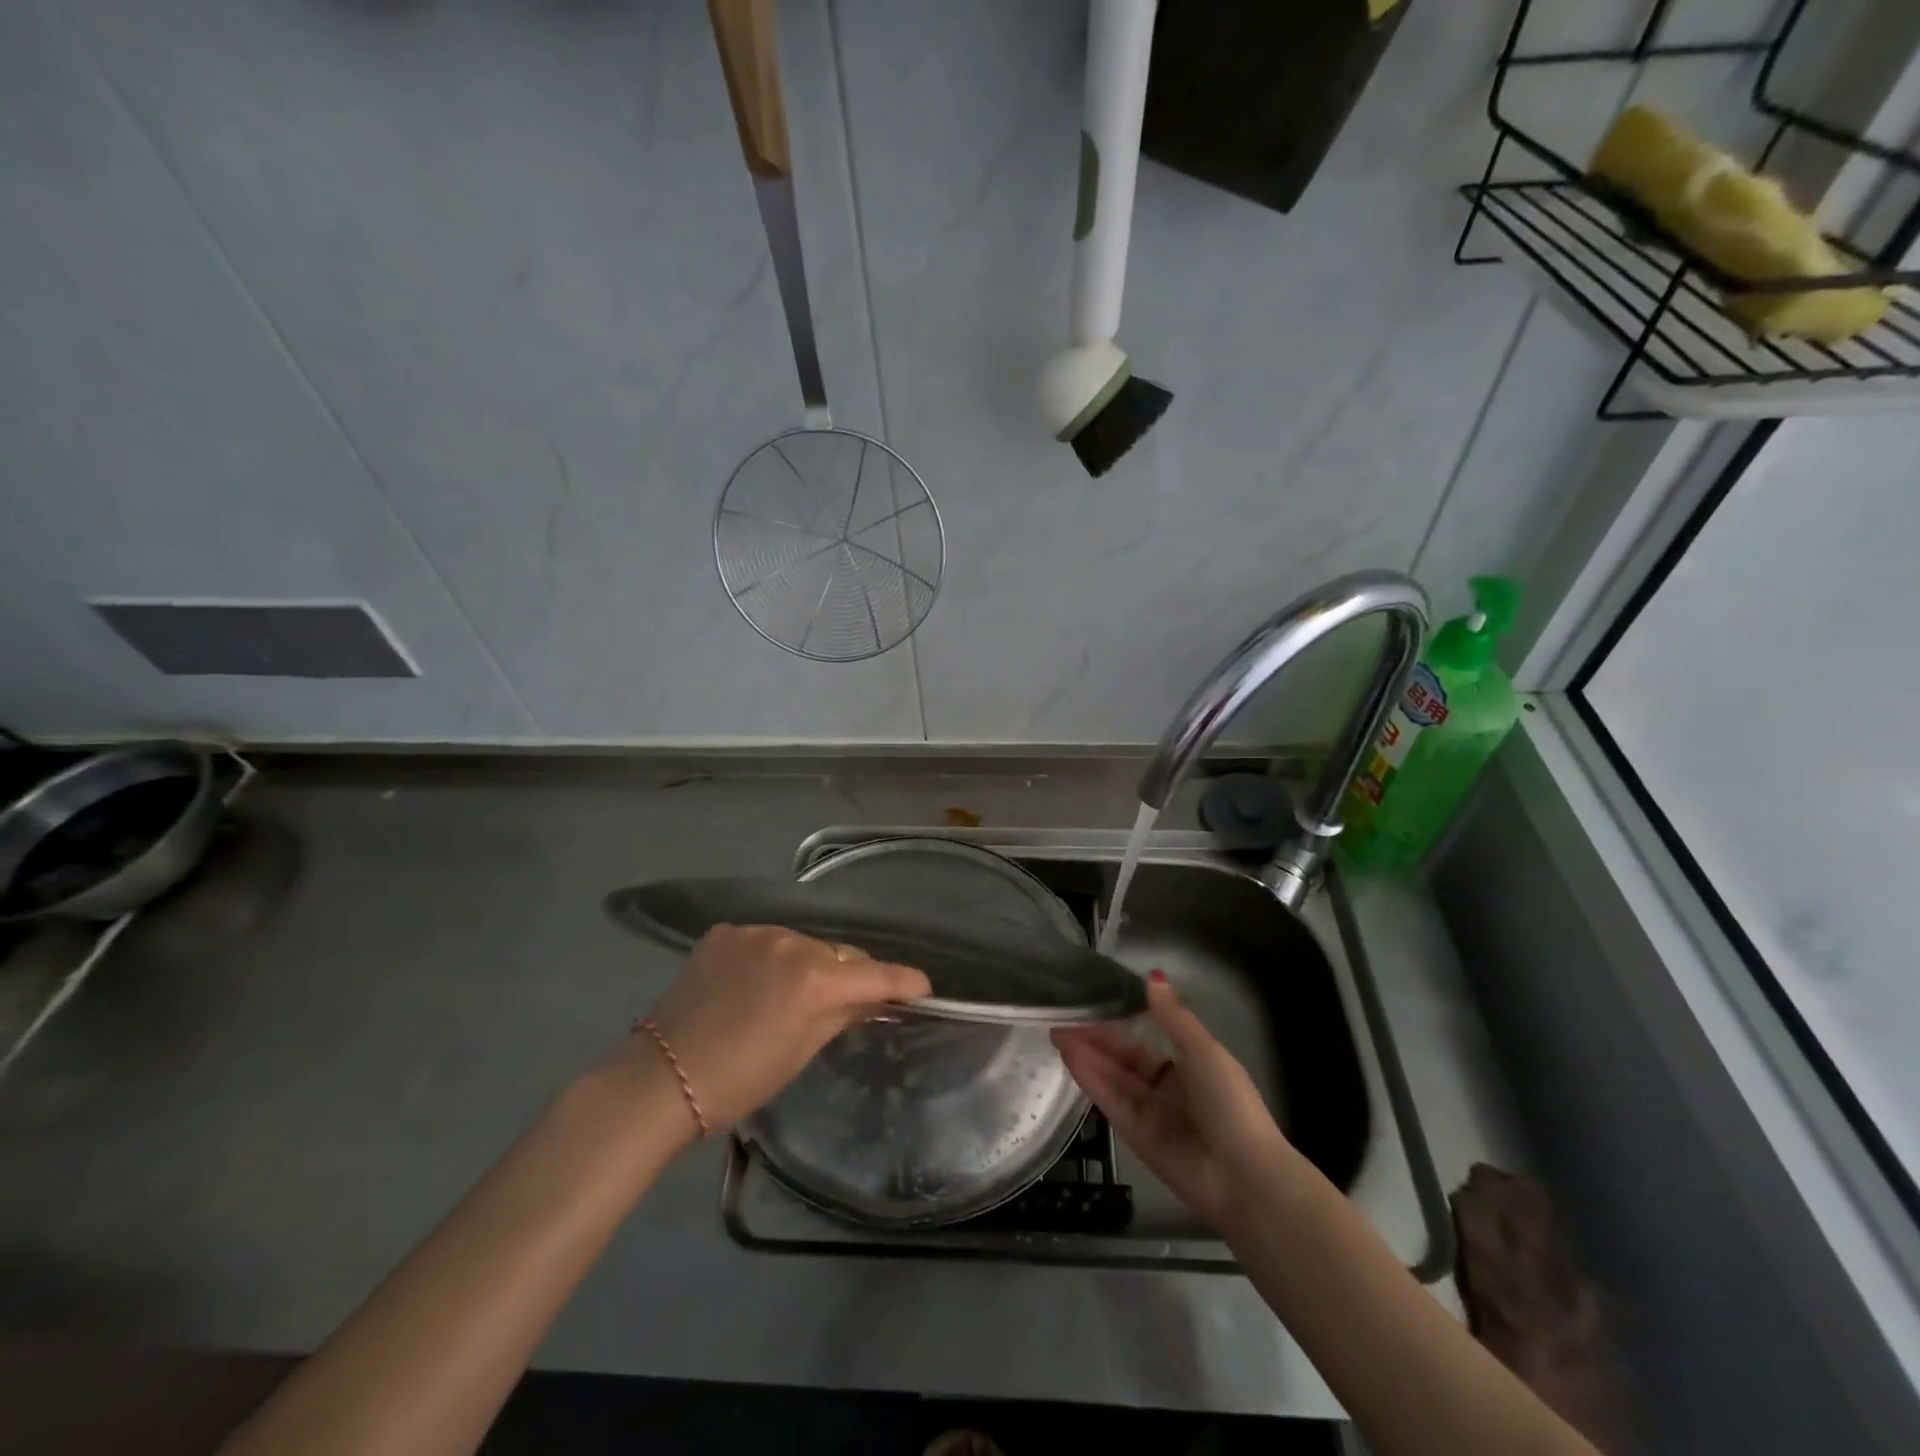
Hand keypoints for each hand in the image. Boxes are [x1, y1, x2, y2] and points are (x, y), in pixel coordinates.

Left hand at [640, 924, 929, 1132]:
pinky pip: (765, 940)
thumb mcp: (801, 1051)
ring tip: (790, 995)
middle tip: (848, 1002)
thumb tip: (875, 999)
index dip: (904, 981)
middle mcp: (791, 942)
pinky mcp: (725, 932)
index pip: (876, 974)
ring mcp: (754, 932)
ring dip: (808, 963)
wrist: (660, 1080)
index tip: (922, 989)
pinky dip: (770, 957)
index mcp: (814, 979)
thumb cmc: (739, 1081)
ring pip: (801, 943)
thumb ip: (843, 1014)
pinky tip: (753, 983)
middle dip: (849, 975)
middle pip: (838, 954)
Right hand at [1052, 972, 1294, 1230]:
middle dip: (1094, 1037)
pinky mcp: (1135, 1137)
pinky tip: (1070, 1058)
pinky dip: (1091, 1080)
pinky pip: (1111, 1102)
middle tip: (1062, 1015)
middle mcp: (1167, 1088)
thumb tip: (1152, 975)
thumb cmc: (1229, 1102)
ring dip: (1086, 1055)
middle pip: (1123, 1058)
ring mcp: (1150, 1113)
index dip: (1119, 1020)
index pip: (1145, 1038)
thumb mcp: (1203, 1050)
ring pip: (1112, 1078)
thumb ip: (1172, 1015)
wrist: (1244, 1175)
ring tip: (1057, 1031)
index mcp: (1189, 1065)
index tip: (1091, 999)